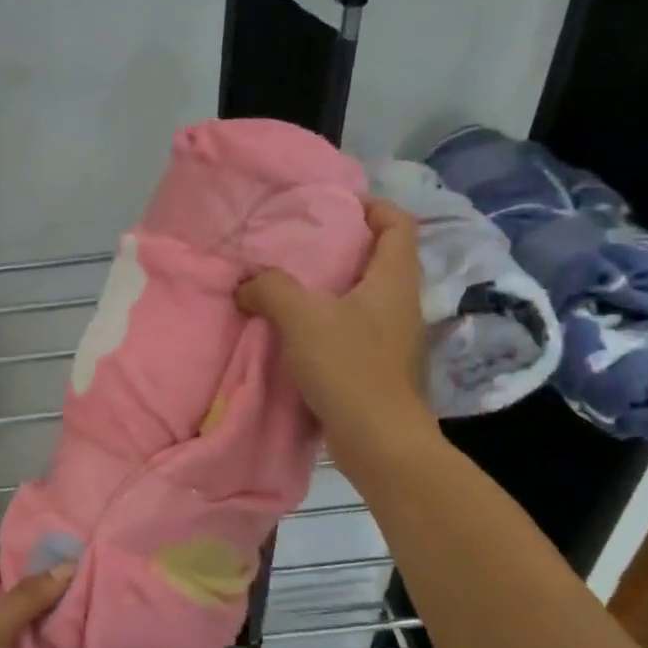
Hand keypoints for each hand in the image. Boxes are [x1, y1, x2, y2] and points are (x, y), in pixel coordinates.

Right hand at [237, 197, 437, 464]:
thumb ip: (270, 289)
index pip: (397, 223)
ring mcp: (393, 337)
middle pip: (379, 258)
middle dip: (342, 246)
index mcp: (393, 279)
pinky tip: (295, 331)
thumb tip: (246, 283)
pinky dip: (327, 321)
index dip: (371, 206)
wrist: (379, 441)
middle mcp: (400, 303)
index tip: (334, 206)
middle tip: (299, 244)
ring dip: (331, 287)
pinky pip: (353, 328)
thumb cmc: (349, 367)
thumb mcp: (301, 317)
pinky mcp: (379, 366)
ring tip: (289, 285)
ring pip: (363, 296)